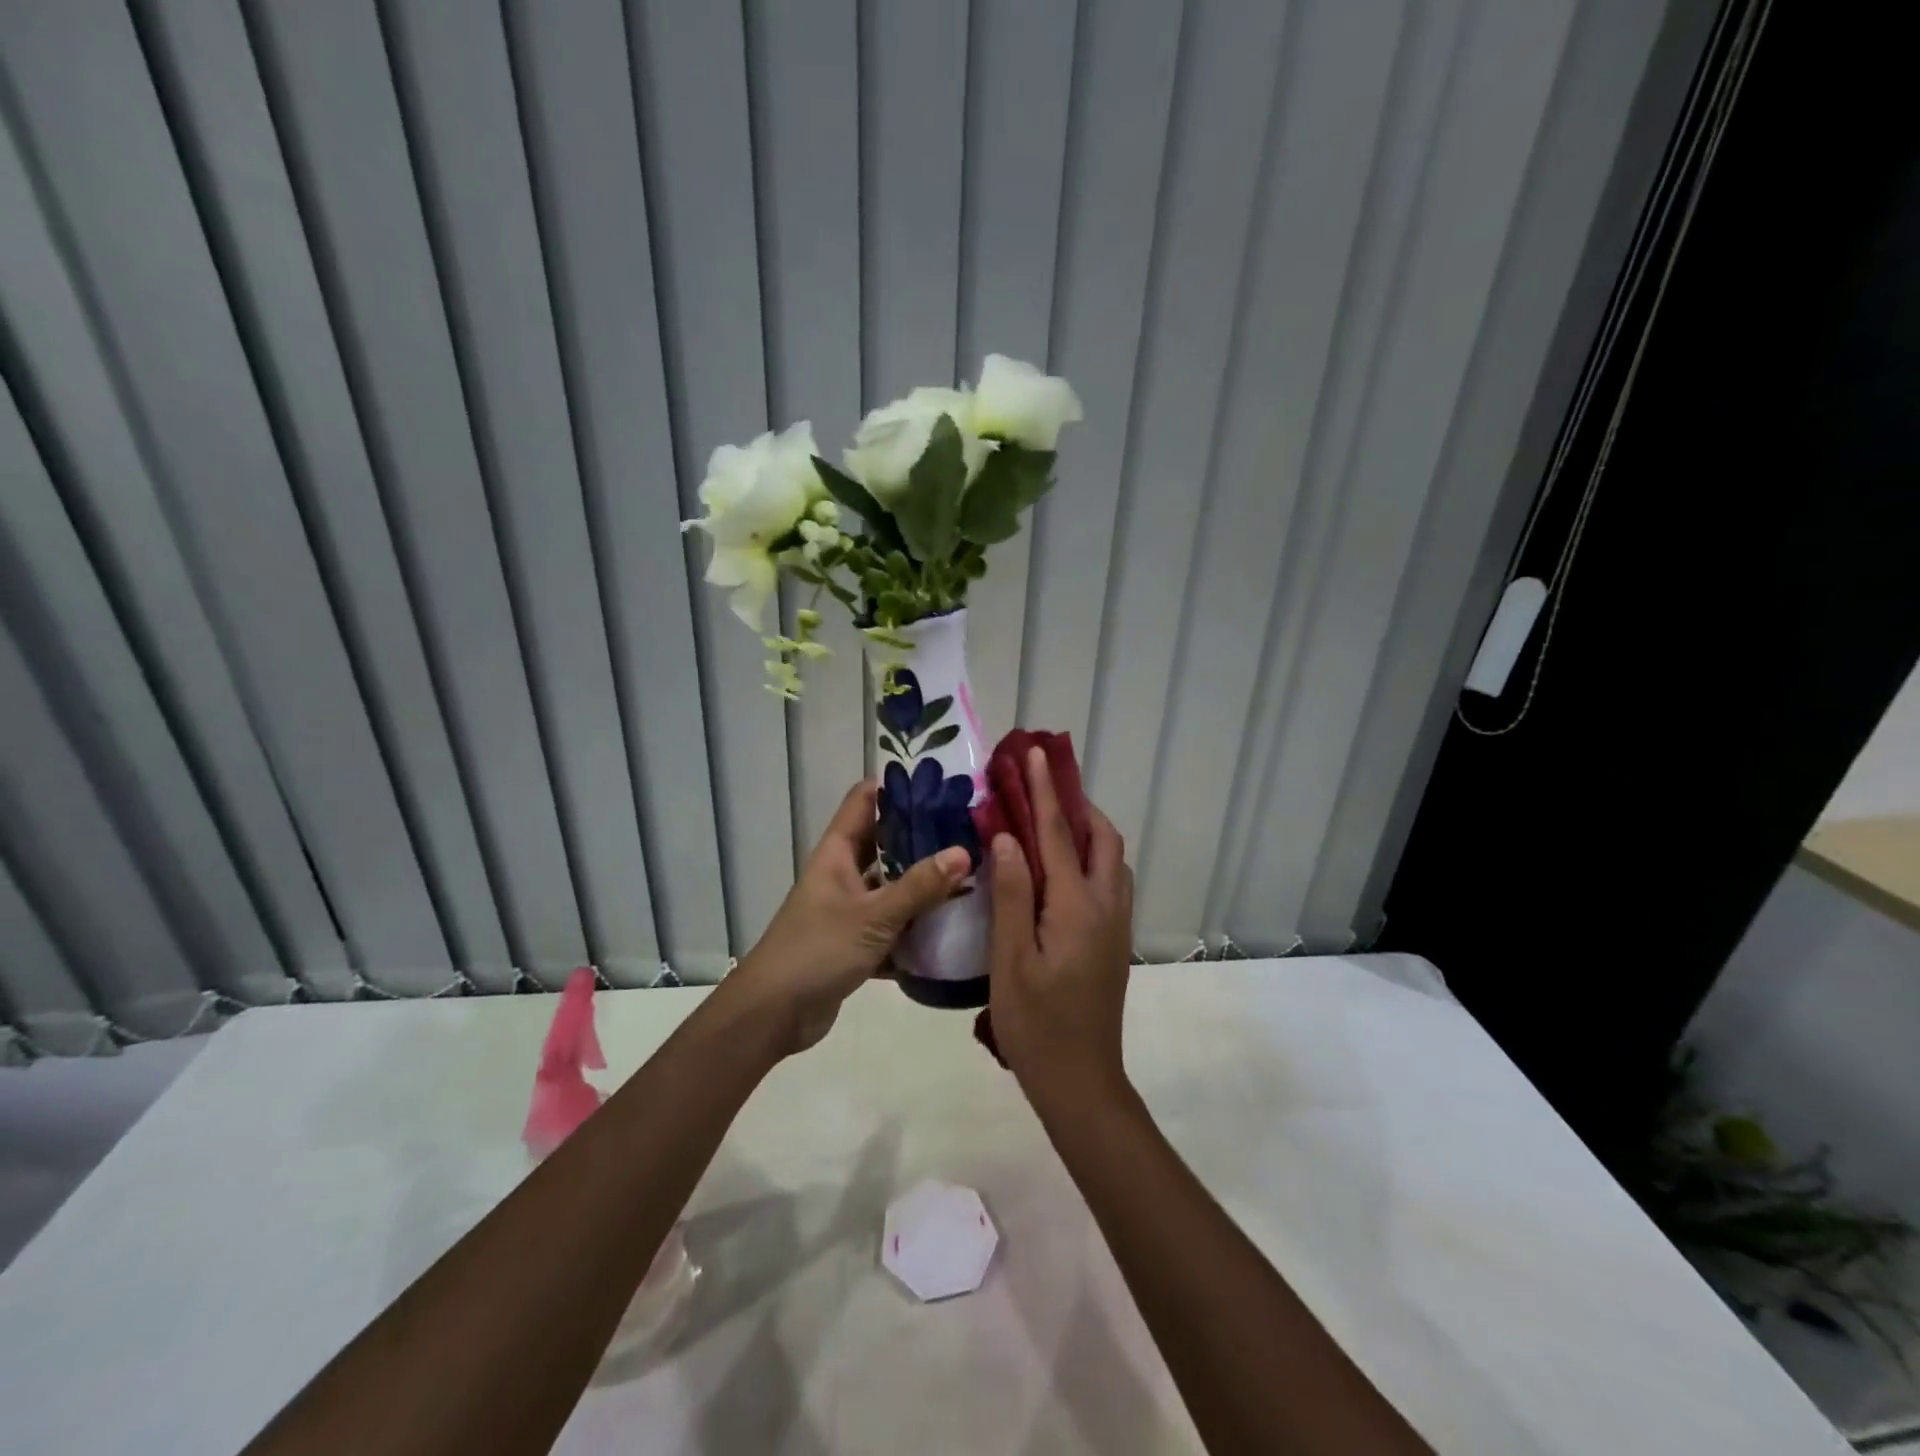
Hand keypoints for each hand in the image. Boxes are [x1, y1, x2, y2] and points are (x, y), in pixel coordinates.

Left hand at [728, 780, 968, 1054]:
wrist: (773, 1014)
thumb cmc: (817, 951)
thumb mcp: (873, 915)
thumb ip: (919, 886)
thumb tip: (964, 851)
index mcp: (837, 853)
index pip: (864, 800)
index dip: (897, 786)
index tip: (941, 782)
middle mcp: (843, 873)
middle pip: (885, 842)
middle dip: (923, 836)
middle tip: (970, 828)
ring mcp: (849, 909)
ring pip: (892, 886)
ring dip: (924, 883)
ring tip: (972, 873)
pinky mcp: (856, 942)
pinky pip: (893, 925)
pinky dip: (917, 925)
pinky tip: (953, 926)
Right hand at [987, 747, 1133, 1110]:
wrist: (1081, 1082)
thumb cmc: (1036, 1024)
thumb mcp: (1010, 960)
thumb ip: (1012, 895)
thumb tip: (1008, 838)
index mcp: (1077, 907)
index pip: (1059, 834)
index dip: (1043, 791)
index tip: (1033, 753)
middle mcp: (1107, 906)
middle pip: (1103, 838)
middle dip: (1077, 804)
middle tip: (1042, 787)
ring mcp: (1116, 925)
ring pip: (1112, 859)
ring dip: (1088, 830)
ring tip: (1050, 821)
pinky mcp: (1114, 941)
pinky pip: (1110, 881)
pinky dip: (1090, 857)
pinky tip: (1060, 870)